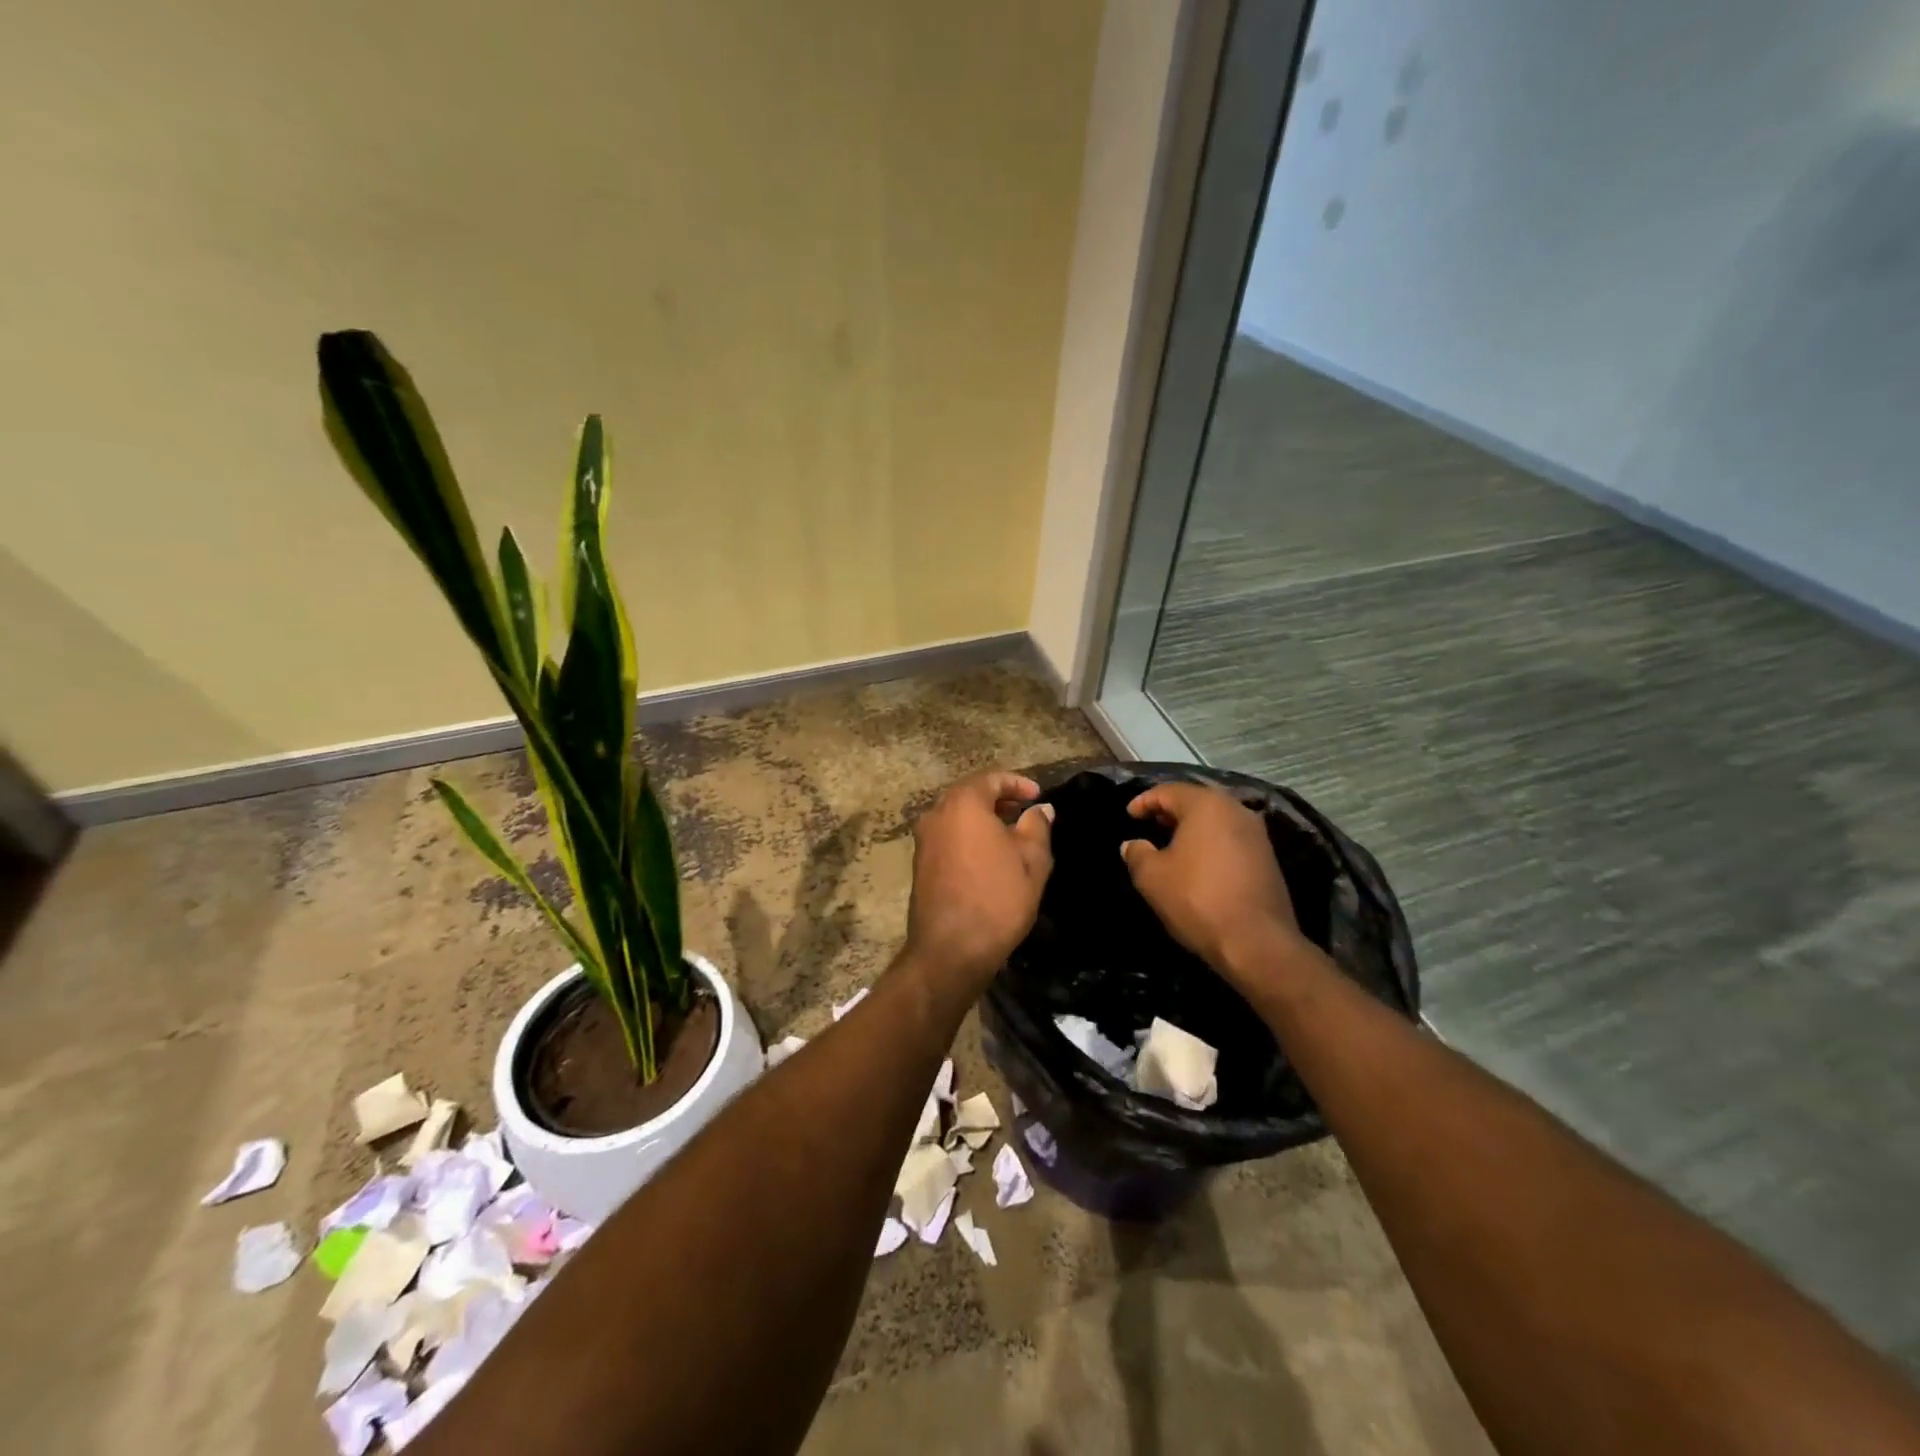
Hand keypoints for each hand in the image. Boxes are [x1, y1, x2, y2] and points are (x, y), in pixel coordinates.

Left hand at [903, 769, 1053, 991]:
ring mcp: (924, 840)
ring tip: (1011, 834)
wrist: (950, 949)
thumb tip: (1040, 809)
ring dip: (983, 818)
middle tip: (1025, 811)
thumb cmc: (997, 898)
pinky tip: (989, 856)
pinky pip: (948, 836)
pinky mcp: (920, 863)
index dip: (1018, 783)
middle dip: (999, 798)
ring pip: (957, 816)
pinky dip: (968, 836)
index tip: (1038, 797)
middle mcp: (937, 814)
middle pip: (970, 794)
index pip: (991, 778)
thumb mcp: (1032, 860)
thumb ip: (1037, 826)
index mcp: (963, 804)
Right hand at [1120, 783, 1302, 987]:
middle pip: (1196, 801)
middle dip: (1170, 811)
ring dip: (1192, 827)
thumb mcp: (1152, 877)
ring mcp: (1257, 834)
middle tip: (1149, 824)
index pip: (1169, 791)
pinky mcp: (1268, 858)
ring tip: (1171, 844)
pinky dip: (1210, 843)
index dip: (1144, 801)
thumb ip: (1137, 854)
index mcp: (1207, 805)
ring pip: (1217, 820)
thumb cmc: (1197, 899)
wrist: (1256, 942)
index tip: (1129, 815)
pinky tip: (1197, 862)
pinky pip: (1231, 839)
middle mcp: (1236, 810)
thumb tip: (1132, 845)